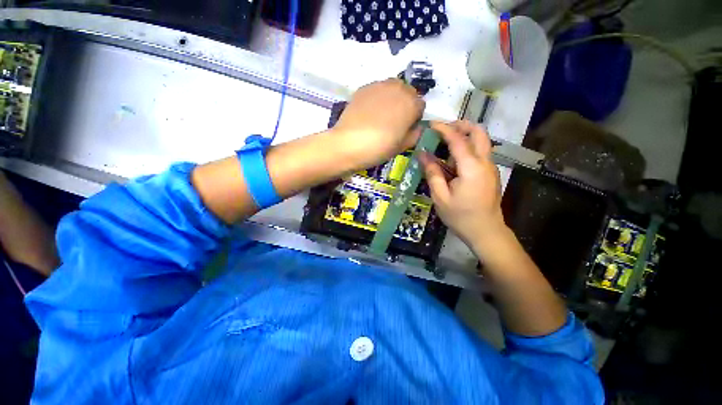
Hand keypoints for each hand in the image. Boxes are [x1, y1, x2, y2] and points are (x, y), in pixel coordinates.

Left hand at [330, 79, 424, 168]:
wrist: (349, 144)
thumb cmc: (379, 148)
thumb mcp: (402, 146)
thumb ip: (415, 135)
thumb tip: (417, 128)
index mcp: (411, 103)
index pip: (420, 106)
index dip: (414, 118)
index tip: (406, 129)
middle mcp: (398, 88)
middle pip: (407, 93)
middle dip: (404, 105)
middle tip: (393, 122)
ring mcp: (379, 85)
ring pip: (392, 89)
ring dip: (391, 99)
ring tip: (380, 116)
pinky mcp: (363, 88)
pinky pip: (376, 91)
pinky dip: (376, 99)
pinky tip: (368, 114)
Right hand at [419, 121, 506, 251]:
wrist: (485, 232)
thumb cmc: (460, 216)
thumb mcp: (440, 197)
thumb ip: (432, 173)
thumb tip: (423, 155)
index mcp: (471, 167)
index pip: (458, 139)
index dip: (444, 129)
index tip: (431, 125)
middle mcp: (485, 162)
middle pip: (479, 132)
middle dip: (461, 126)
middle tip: (443, 130)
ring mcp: (490, 167)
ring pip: (481, 142)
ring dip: (465, 136)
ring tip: (444, 144)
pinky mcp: (490, 174)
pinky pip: (480, 153)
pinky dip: (467, 148)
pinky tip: (453, 161)